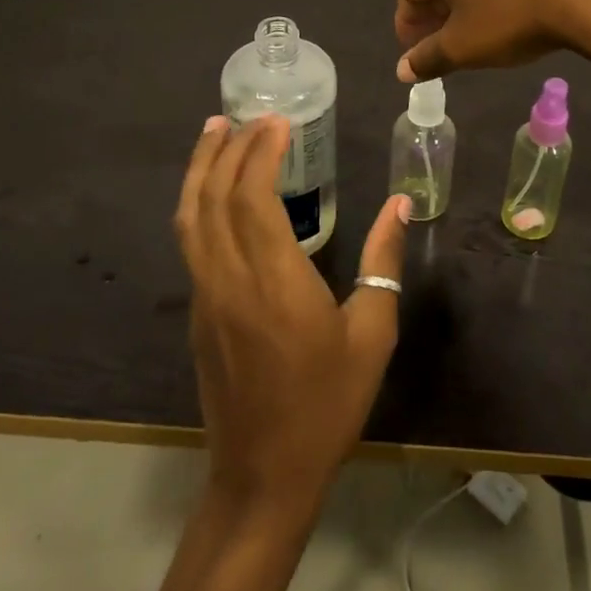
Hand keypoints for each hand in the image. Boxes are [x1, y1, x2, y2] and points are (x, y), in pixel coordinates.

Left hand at [175, 116, 409, 513]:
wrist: (263, 475)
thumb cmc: (327, 405)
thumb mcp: (372, 334)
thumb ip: (384, 264)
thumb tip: (400, 204)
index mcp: (273, 281)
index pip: (251, 197)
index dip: (260, 152)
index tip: (279, 122)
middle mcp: (228, 279)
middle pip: (213, 197)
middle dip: (227, 148)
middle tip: (248, 116)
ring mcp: (205, 296)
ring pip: (190, 217)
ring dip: (200, 168)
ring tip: (213, 131)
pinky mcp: (197, 313)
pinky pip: (190, 241)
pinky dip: (198, 201)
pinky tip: (213, 191)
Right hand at [394, 0, 590, 80]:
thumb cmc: (510, 18)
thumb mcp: (463, 47)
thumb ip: (428, 58)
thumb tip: (402, 70)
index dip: (407, 25)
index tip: (415, 53)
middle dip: (434, 14)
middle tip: (440, 46)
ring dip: (463, 2)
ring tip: (473, 32)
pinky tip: (505, 13)